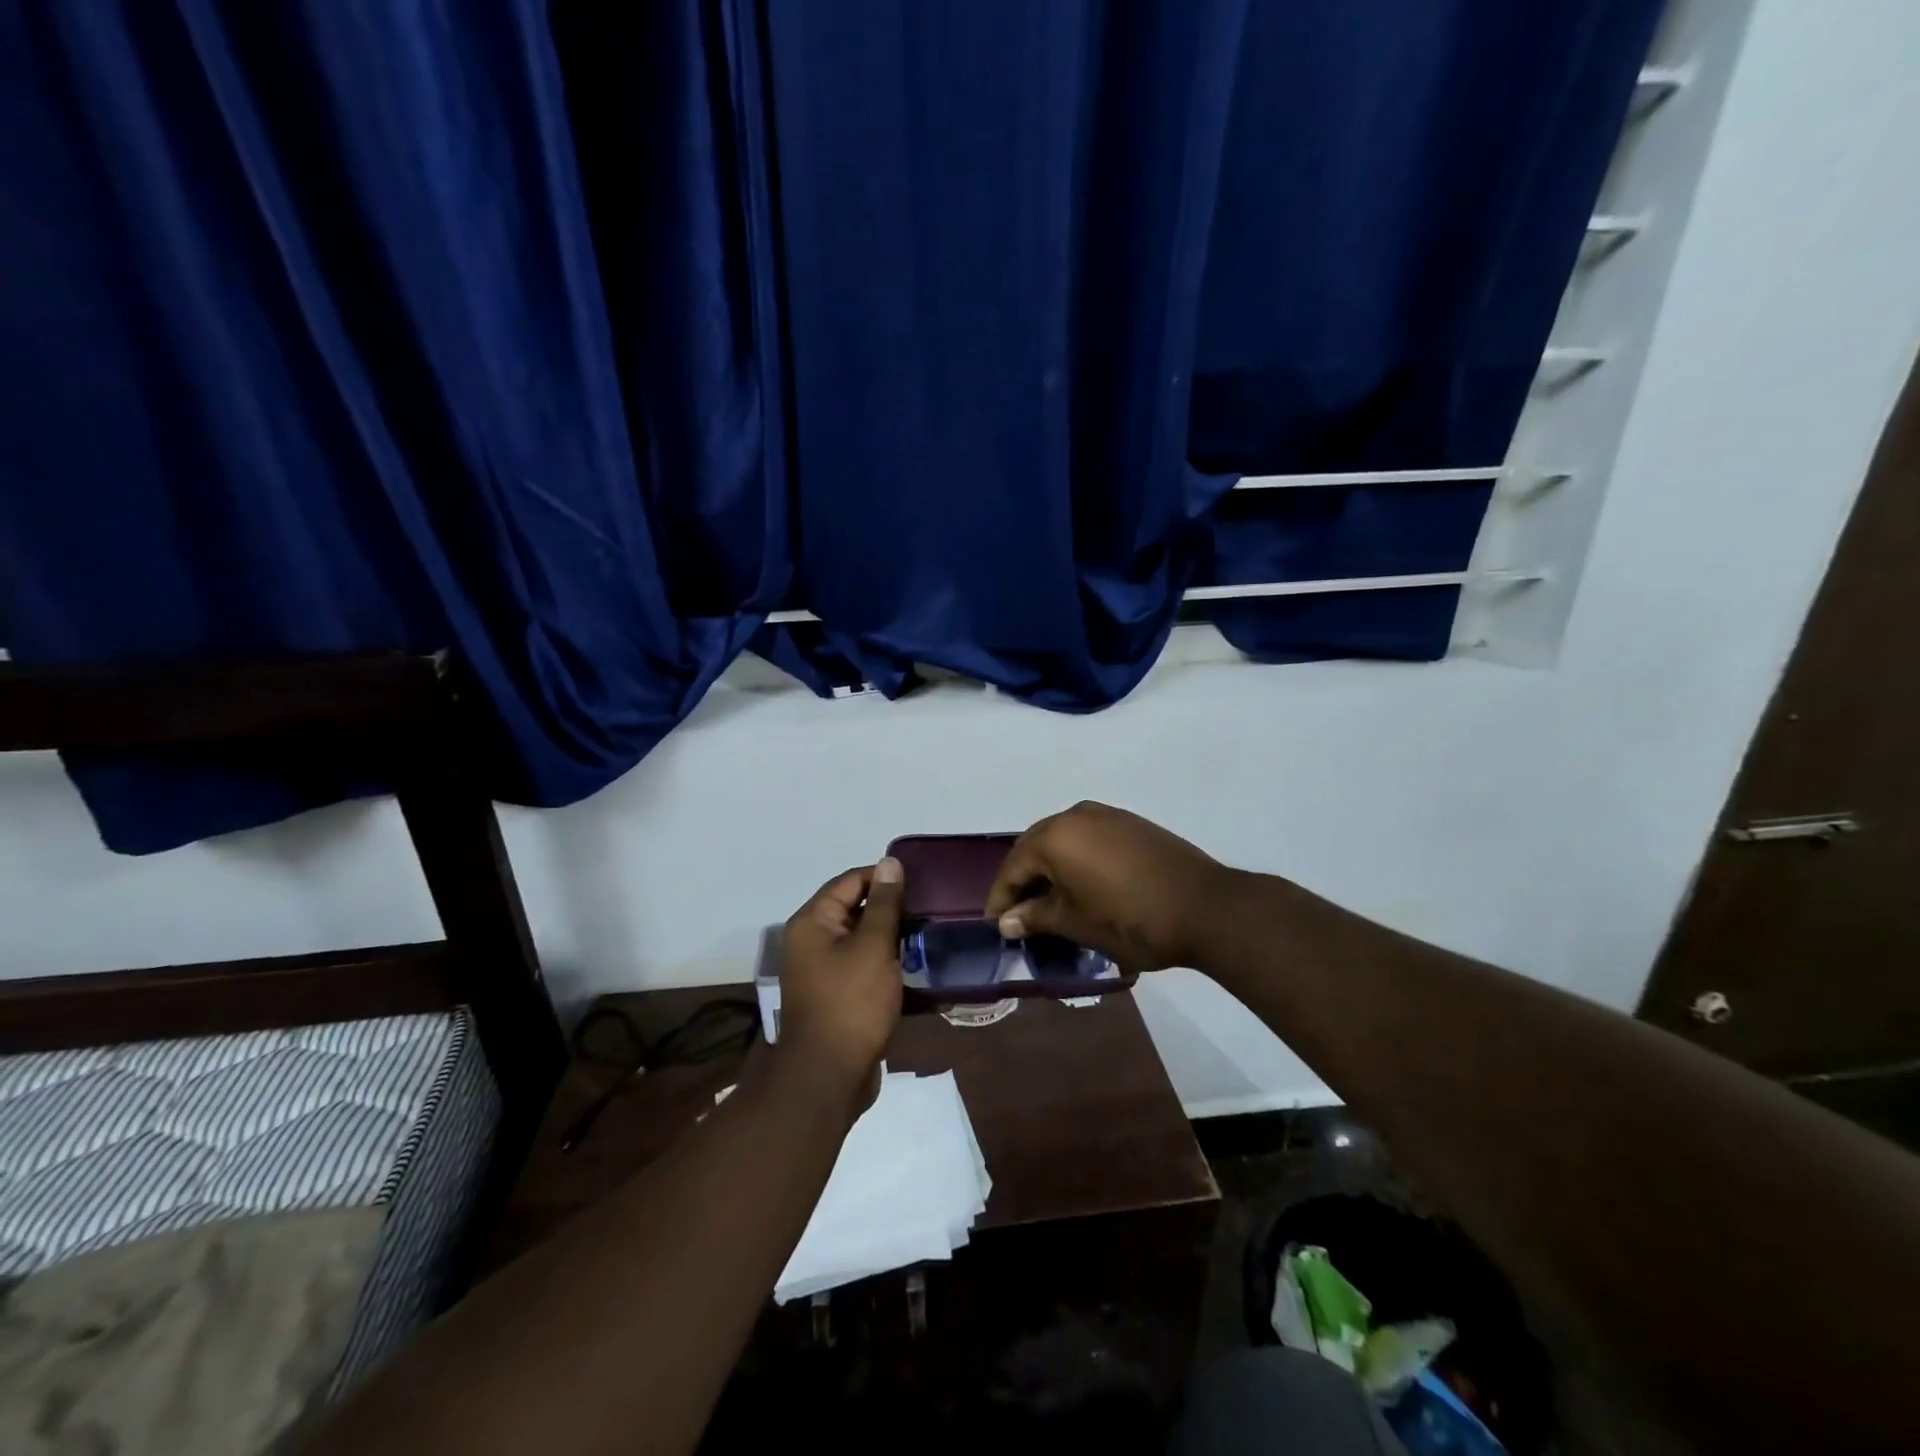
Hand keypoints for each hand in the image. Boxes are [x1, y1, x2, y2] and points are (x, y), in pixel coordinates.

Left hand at [776, 858, 905, 1112]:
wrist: (829, 1077)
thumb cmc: (851, 1003)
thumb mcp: (873, 947)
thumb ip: (884, 904)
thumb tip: (891, 863)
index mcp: (812, 922)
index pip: (850, 881)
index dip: (884, 877)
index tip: (921, 881)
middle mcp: (811, 941)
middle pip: (854, 908)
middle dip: (890, 906)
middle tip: (929, 906)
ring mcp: (822, 970)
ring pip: (861, 938)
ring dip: (890, 935)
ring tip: (927, 931)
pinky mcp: (836, 994)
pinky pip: (862, 964)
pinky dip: (884, 960)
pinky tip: (913, 962)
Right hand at [984, 803, 1235, 974]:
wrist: (1206, 907)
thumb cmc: (1131, 920)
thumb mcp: (1076, 923)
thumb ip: (1036, 916)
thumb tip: (1007, 921)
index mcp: (1055, 836)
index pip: (1013, 867)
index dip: (1001, 898)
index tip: (996, 926)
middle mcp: (1075, 815)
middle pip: (1035, 847)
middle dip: (1024, 880)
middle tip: (1019, 914)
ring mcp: (1106, 815)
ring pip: (1063, 840)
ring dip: (1050, 868)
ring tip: (1049, 901)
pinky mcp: (1130, 823)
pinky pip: (1088, 837)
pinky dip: (1076, 859)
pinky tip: (1082, 884)